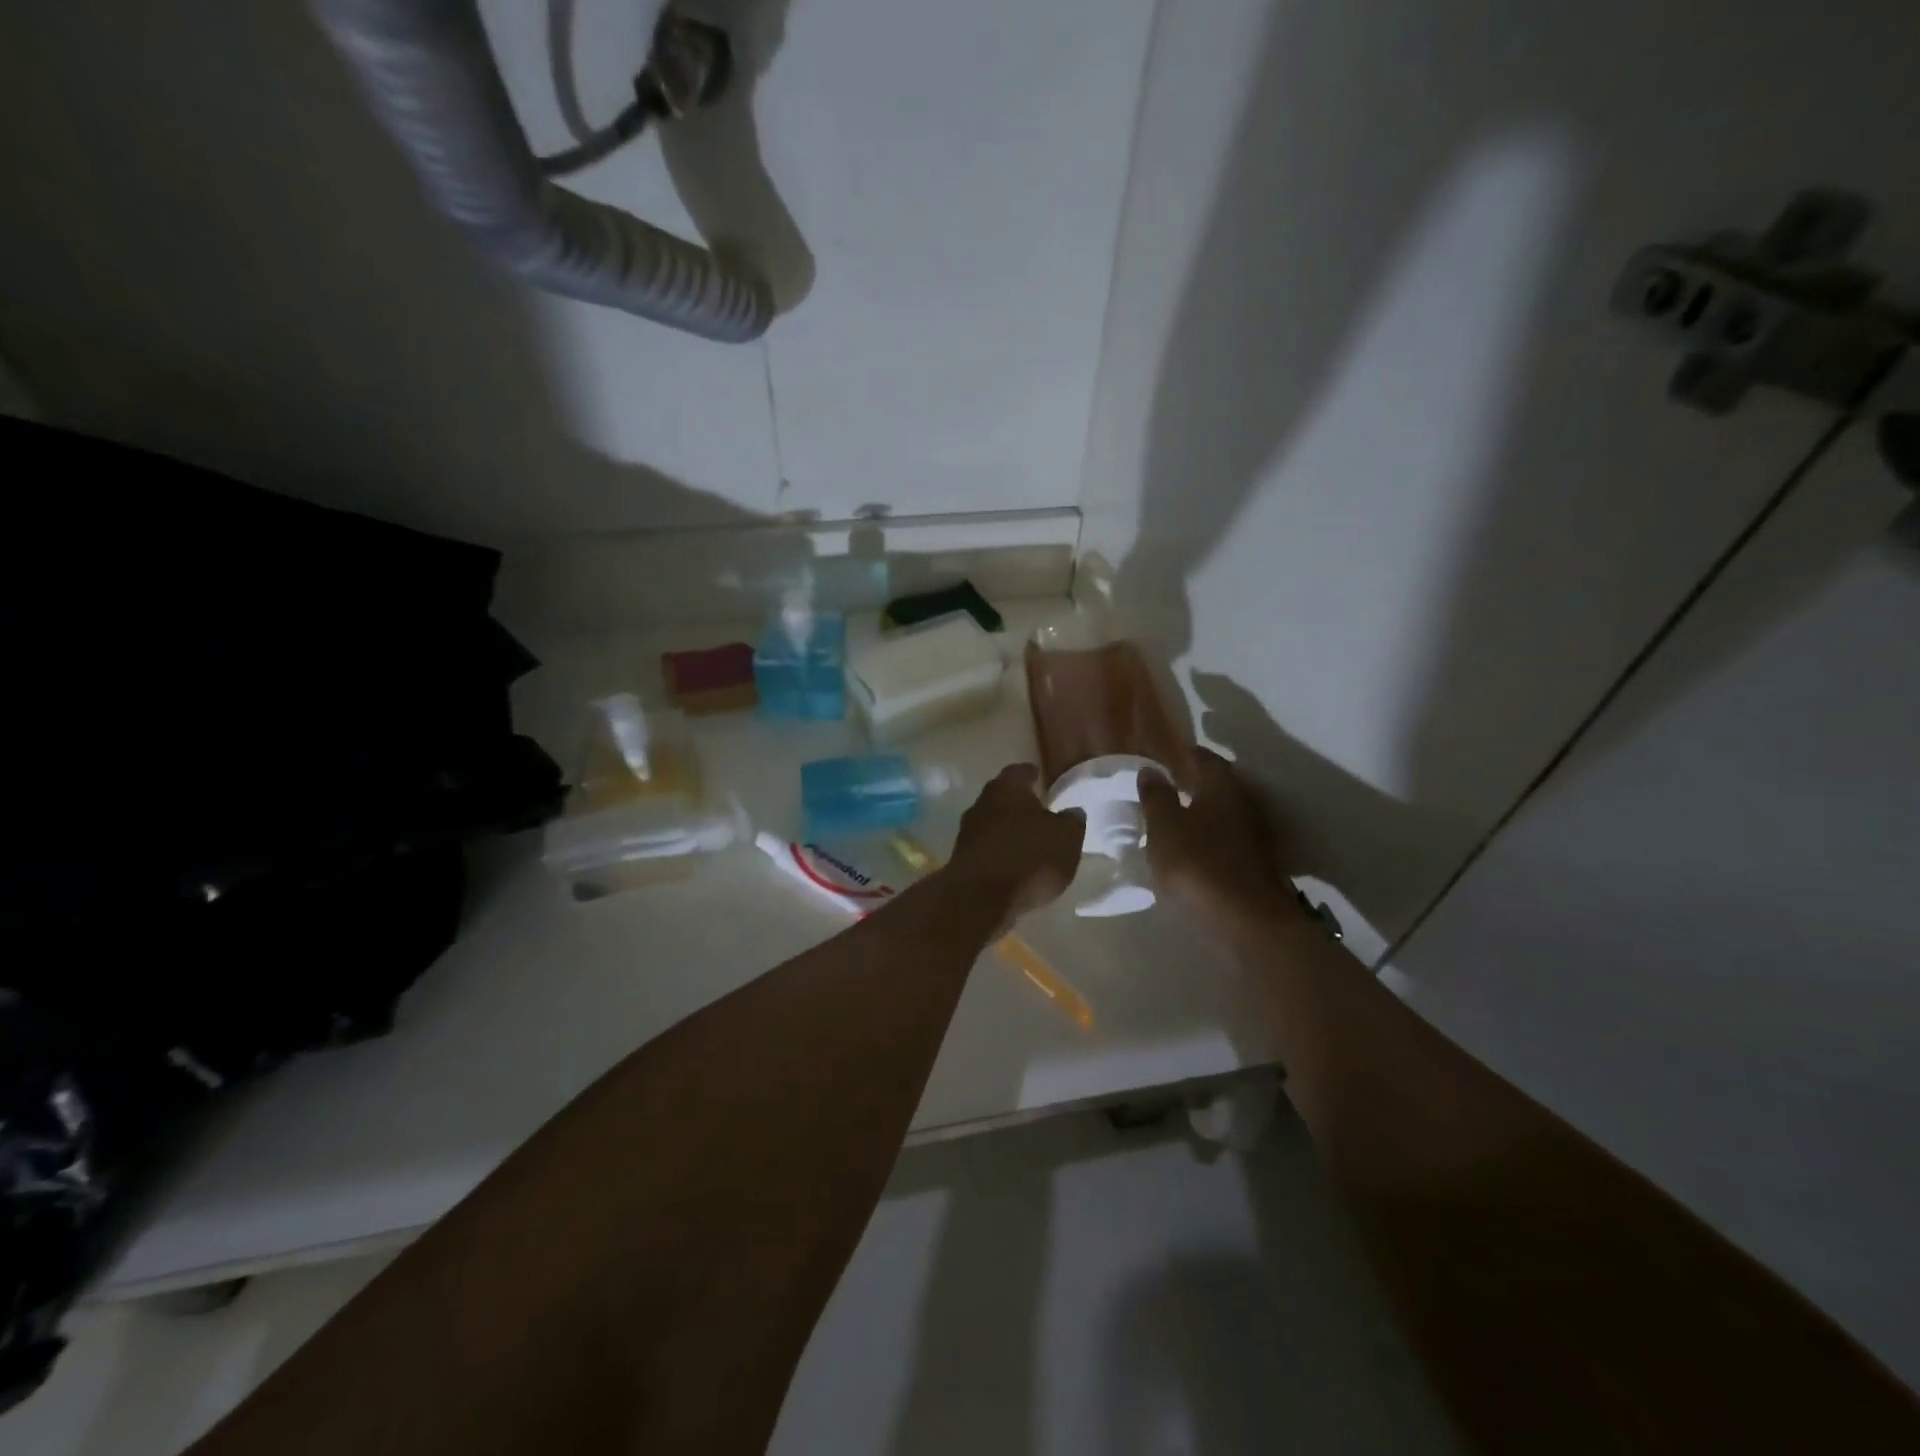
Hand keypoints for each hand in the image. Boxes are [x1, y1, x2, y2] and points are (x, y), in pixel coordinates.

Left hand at [945, 764, 1084, 923]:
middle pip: (1001, 797)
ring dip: (1007, 830)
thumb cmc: (1029, 856)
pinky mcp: (962, 861)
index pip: (1019, 771)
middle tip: (1037, 810)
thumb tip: (1073, 811)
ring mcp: (967, 833)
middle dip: (1018, 803)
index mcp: (1007, 788)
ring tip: (1028, 841)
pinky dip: (999, 853)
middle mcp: (982, 804)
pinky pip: (987, 850)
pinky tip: (1014, 866)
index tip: (1039, 776)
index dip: (1031, 773)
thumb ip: (1071, 821)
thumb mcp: (1066, 838)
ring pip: (992, 824)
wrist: (980, 898)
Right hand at [1139, 747, 1301, 923]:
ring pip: (1226, 812)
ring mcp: (1256, 835)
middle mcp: (1244, 803)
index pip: (1205, 758)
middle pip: (1219, 784)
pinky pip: (1230, 838)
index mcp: (1221, 786)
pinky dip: (1213, 837)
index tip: (1166, 758)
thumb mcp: (1164, 827)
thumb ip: (1156, 796)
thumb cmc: (1198, 864)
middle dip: (1195, 782)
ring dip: (1204, 812)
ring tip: (1176, 819)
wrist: (1246, 920)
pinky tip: (1195, 849)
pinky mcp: (1257, 864)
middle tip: (1168, 786)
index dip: (1185, 755)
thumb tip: (1151, 769)